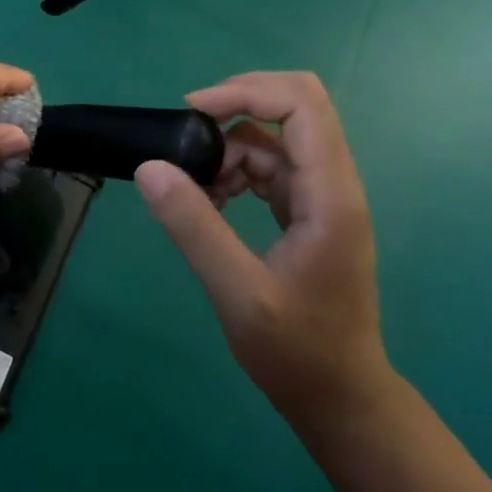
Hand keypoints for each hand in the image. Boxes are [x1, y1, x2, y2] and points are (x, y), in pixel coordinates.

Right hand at [135, 71, 393, 440]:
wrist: (341, 399)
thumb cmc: (297, 352)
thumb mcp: (237, 293)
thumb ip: (194, 227)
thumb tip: (150, 167)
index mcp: (330, 195)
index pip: (301, 104)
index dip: (246, 92)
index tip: (192, 112)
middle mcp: (333, 184)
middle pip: (294, 105)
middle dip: (237, 104)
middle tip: (187, 133)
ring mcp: (321, 197)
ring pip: (273, 138)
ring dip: (228, 149)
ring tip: (194, 190)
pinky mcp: (308, 211)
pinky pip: (268, 167)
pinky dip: (234, 172)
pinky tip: (211, 203)